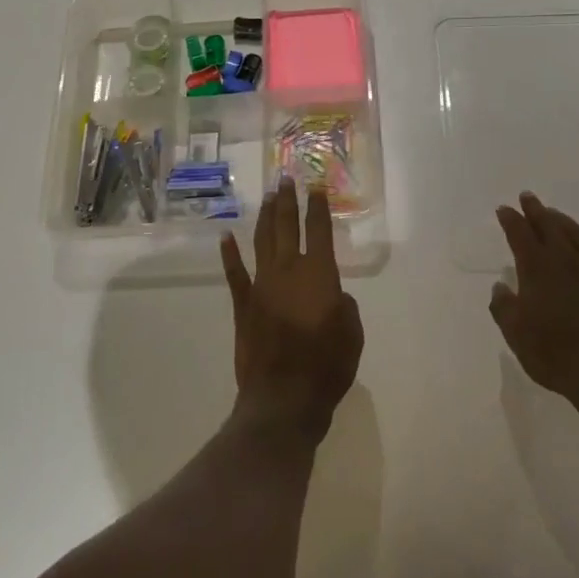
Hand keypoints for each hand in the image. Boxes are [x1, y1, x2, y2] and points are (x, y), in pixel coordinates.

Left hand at [220, 177, 363, 442]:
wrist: (284, 399)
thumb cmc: (327, 367)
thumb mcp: (353, 334)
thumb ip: (344, 306)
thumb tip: (333, 296)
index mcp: (318, 274)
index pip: (318, 230)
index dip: (317, 207)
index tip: (315, 186)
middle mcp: (288, 270)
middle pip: (286, 226)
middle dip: (287, 201)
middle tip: (285, 178)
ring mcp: (262, 285)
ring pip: (262, 241)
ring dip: (265, 216)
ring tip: (268, 196)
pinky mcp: (243, 304)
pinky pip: (235, 274)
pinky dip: (229, 254)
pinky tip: (226, 237)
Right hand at [489, 192, 578, 413]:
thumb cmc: (555, 355)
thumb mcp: (516, 336)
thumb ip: (504, 308)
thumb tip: (500, 287)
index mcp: (536, 270)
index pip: (519, 234)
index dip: (510, 220)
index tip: (503, 209)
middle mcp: (564, 261)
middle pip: (548, 226)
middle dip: (535, 210)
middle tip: (527, 197)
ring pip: (576, 234)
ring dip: (562, 220)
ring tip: (553, 213)